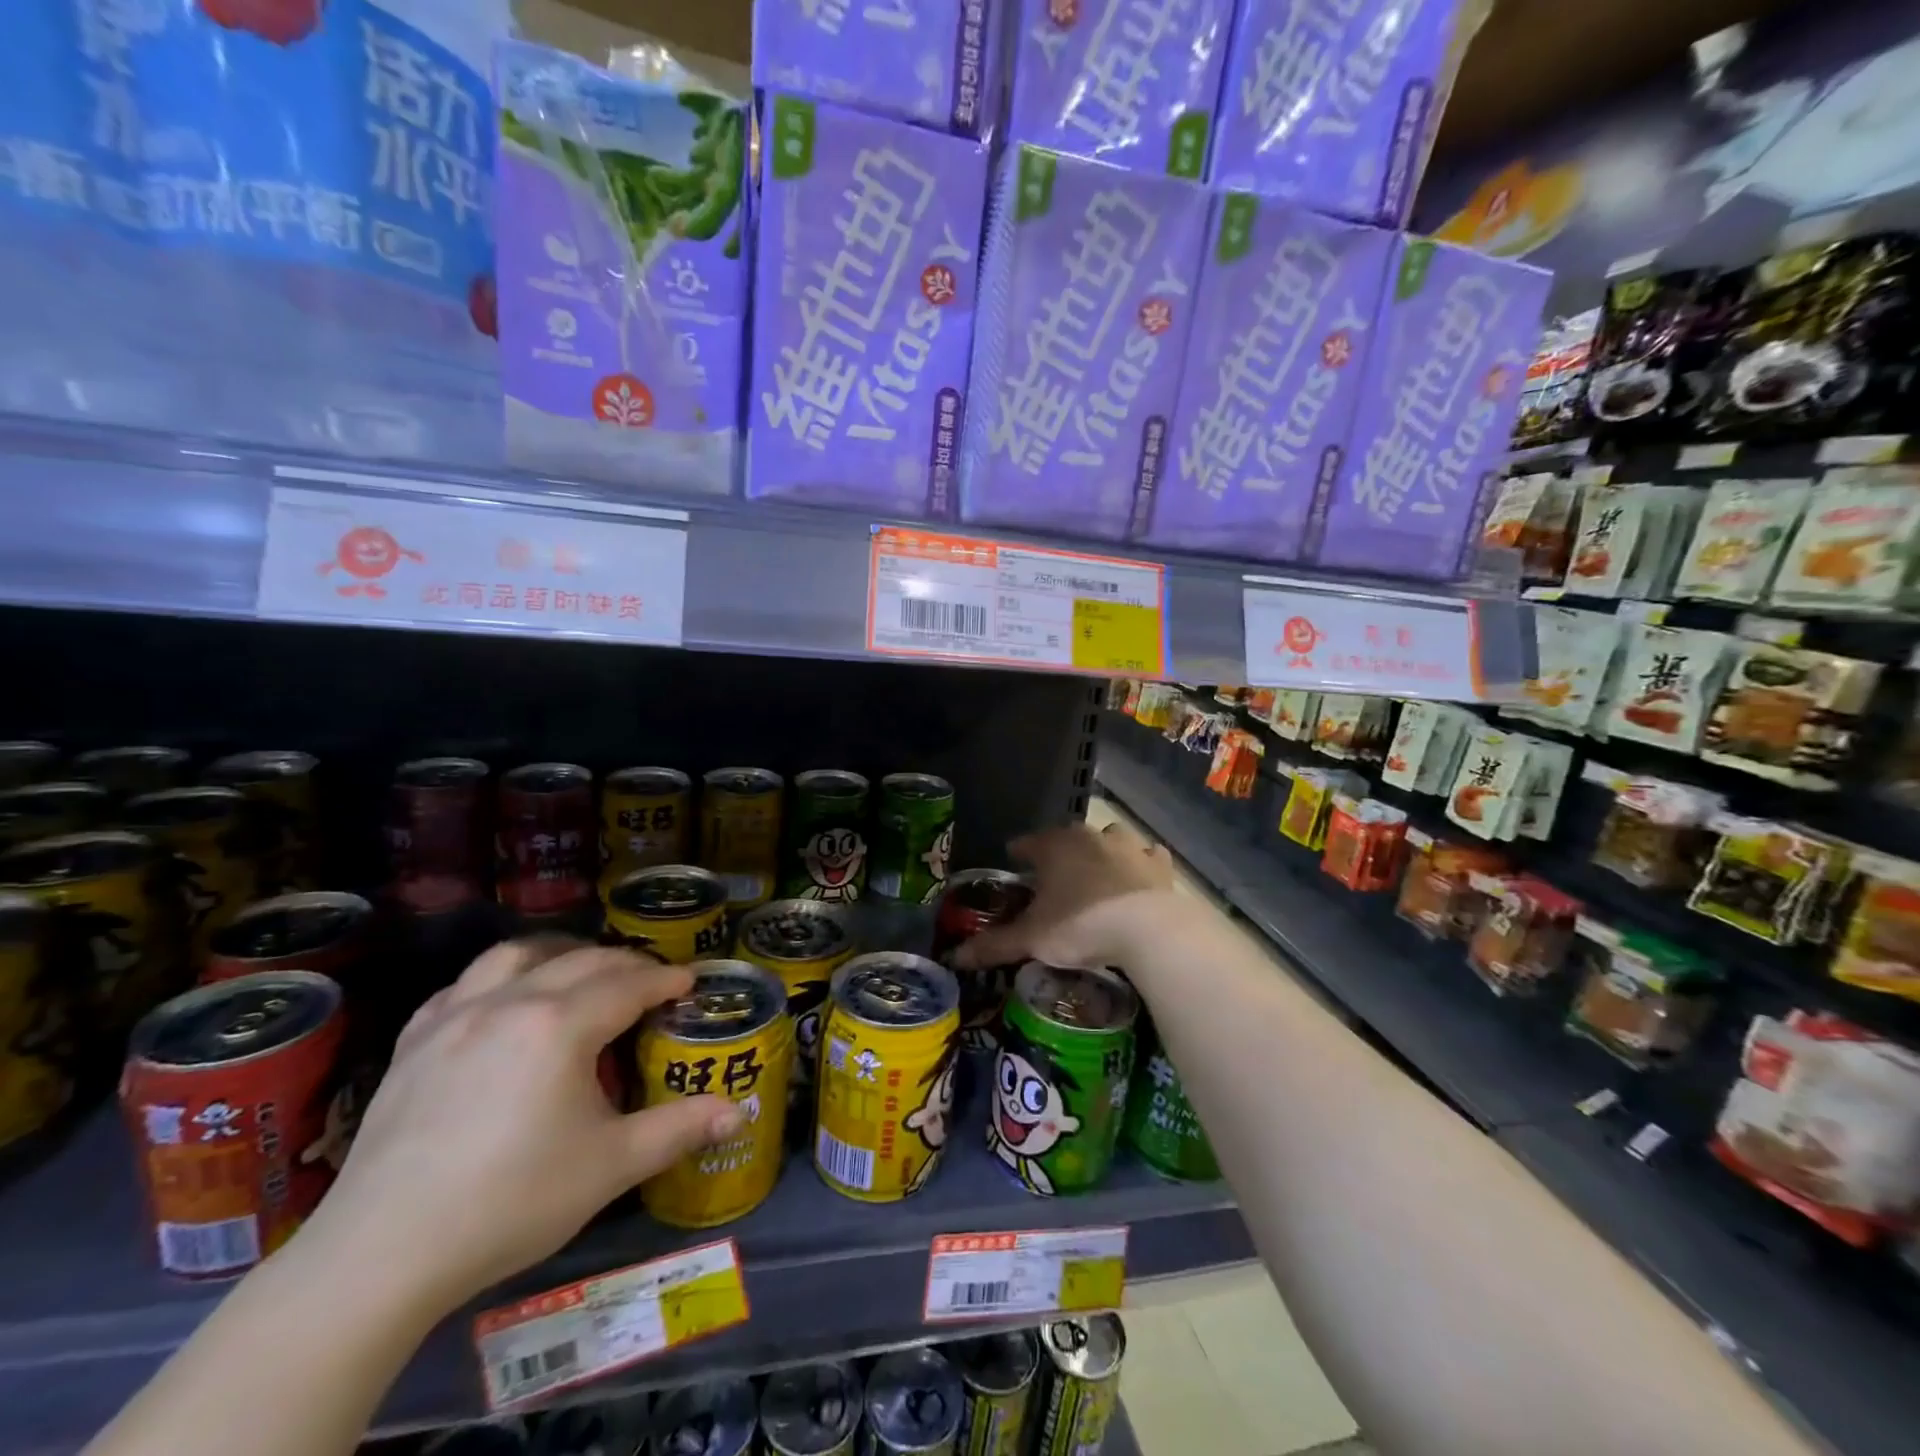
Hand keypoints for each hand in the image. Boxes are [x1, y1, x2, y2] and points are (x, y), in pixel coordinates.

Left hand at [299, 940, 741, 1315]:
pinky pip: (465, 985)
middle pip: (582, 960)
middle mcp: (510, 1002)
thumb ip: (678, 1129)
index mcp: (561, 1024)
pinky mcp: (414, 1042)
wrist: (381, 1255)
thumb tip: (737, 1111)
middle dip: (625, 964)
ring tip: (581, 970)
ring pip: (516, 955)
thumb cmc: (511, 1201)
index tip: (691, 982)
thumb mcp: (610, 1165)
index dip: (666, 980)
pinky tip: (505, 1001)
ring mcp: (455, 1017)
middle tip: (651, 982)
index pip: (629, 984)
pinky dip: (499, 978)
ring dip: (560, 953)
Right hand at [954, 821, 1177, 971]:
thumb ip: (993, 945)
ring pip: (1109, 839)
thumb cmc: (1080, 925)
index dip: (1019, 853)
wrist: (1148, 931)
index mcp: (1055, 846)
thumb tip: (954, 957)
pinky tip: (1137, 880)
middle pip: (1068, 839)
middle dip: (1060, 854)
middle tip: (1054, 880)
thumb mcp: (1031, 939)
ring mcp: (1128, 846)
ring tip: (1096, 877)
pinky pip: (1147, 856)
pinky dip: (1140, 865)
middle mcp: (1090, 836)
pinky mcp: (1159, 865)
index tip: (1014, 862)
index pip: (1028, 843)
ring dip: (1102, 852)